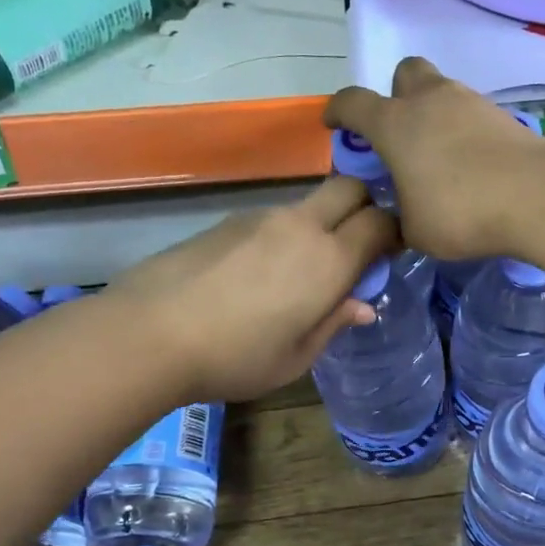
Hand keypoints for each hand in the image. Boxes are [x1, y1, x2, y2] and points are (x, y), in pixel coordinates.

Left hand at [108, 178, 397, 400]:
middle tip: (358, 245)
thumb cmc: (236, 357)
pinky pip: (273, 217)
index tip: (390, 254)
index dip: (394, 232)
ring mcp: (261, 218)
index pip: (380, 221)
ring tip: (302, 269)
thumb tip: (362, 306)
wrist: (150, 334)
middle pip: (349, 187)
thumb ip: (334, 324)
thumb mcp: (296, 357)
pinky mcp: (227, 221)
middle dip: (365, 205)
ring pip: (309, 203)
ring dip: (321, 223)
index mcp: (329, 260)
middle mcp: (301, 226)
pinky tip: (260, 273)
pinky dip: (285, 234)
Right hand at [325, 57, 544, 260]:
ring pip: (442, 91)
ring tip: (438, 155)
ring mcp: (470, 103)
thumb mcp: (415, 232)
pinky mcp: (502, 115)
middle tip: (399, 131)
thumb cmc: (461, 212)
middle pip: (404, 73)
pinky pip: (471, 113)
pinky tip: (470, 162)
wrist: (536, 196)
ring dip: (433, 114)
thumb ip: (398, 222)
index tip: (334, 123)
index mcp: (395, 124)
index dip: (338, 111)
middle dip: (395, 95)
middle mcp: (430, 101)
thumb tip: (397, 222)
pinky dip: (463, 130)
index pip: (353, 102)